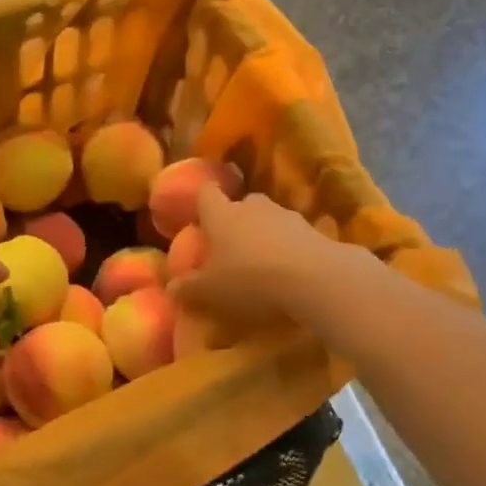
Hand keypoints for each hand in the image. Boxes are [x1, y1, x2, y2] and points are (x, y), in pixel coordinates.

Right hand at [169, 187, 339, 328]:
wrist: (313, 279)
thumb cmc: (249, 279)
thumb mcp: (210, 291)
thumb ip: (188, 288)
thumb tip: (170, 287)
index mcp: (221, 214)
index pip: (206, 194)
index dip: (202, 202)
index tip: (200, 213)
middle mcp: (252, 206)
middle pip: (241, 203)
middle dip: (236, 219)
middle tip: (231, 245)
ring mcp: (286, 215)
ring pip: (269, 218)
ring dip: (265, 234)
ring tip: (263, 261)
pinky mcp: (314, 231)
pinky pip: (294, 236)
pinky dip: (289, 248)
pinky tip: (289, 271)